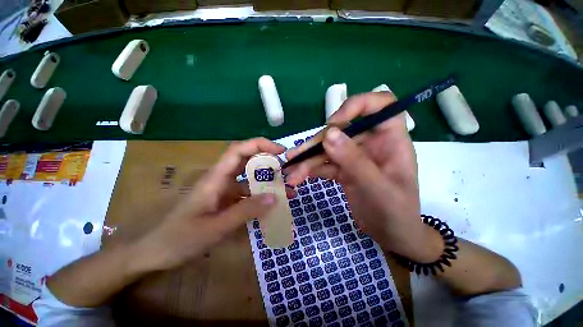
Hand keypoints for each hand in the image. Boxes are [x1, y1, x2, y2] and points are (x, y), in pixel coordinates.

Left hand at [131, 138, 285, 271]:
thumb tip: (274, 197)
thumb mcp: (216, 227)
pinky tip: (271, 206)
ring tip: (286, 191)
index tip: (280, 151)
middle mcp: (222, 179)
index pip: (239, 149)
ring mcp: (224, 190)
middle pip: (247, 160)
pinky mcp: (226, 201)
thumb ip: (245, 211)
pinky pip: (247, 194)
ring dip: (267, 182)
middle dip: (268, 161)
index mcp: (217, 177)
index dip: (260, 145)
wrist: (155, 252)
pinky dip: (261, 196)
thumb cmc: (180, 238)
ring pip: (250, 178)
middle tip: (286, 171)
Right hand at [286, 92, 442, 261]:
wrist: (392, 234)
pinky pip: (325, 164)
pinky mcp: (344, 169)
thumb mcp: (377, 188)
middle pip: (341, 131)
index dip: (356, 106)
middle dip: (317, 144)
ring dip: (308, 160)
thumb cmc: (395, 212)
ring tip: (290, 171)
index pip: (379, 105)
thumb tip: (329, 134)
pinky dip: (311, 170)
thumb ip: (354, 160)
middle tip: (295, 156)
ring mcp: (355, 156)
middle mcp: (371, 143)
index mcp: (391, 140)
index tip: (334, 123)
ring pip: (328, 149)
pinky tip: (298, 177)